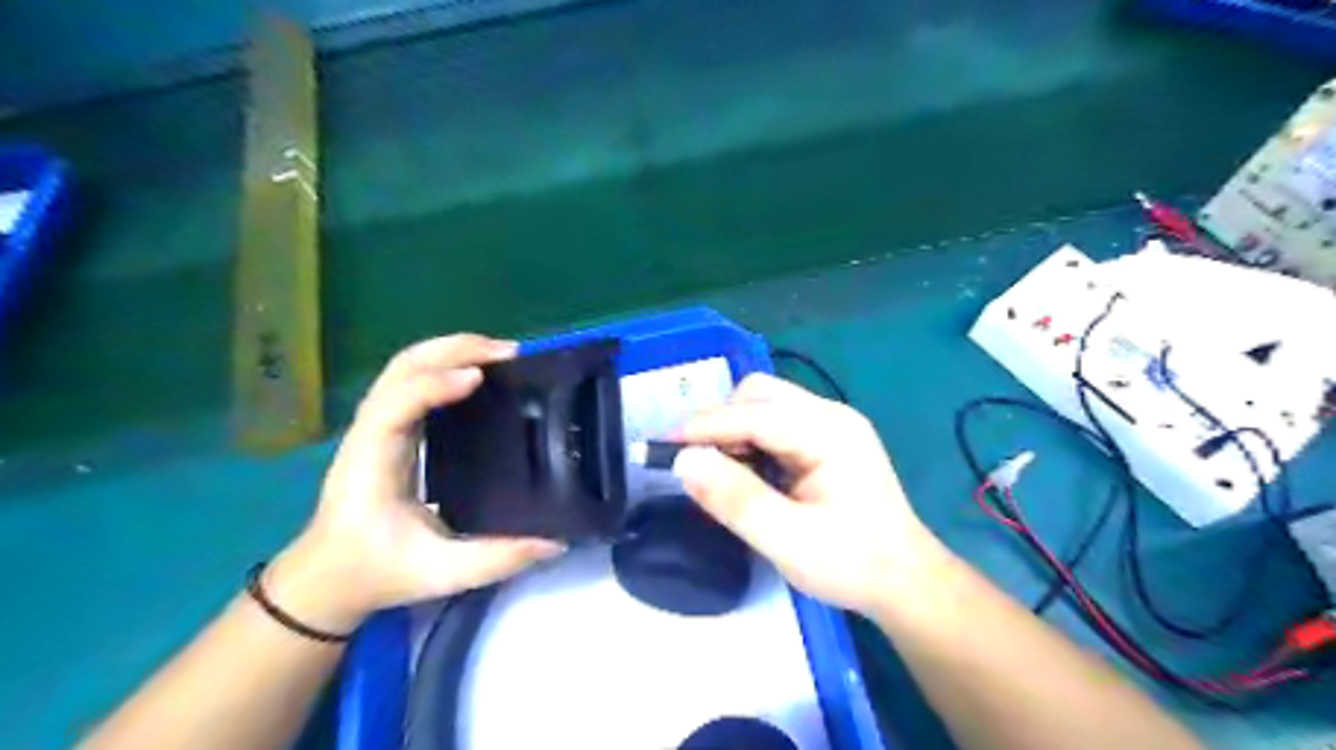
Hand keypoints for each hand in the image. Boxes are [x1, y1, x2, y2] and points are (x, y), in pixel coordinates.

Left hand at [268, 335, 560, 632]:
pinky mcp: (390, 429)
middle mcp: (371, 432)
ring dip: (453, 350)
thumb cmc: (375, 572)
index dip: (435, 384)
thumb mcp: (440, 573)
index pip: (396, 402)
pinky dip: (448, 365)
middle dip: (455, 348)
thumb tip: (555, 542)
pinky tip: (481, 373)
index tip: (480, 378)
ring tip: (502, 355)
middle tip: (509, 352)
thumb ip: (497, 559)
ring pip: (407, 366)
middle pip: (403, 366)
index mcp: (373, 461)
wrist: (328, 579)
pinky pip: (415, 380)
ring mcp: (378, 426)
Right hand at [680, 371, 947, 614]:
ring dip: (734, 432)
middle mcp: (830, 415)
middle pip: (759, 396)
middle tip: (698, 466)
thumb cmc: (852, 564)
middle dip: (721, 424)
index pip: (753, 413)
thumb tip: (684, 462)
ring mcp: (831, 425)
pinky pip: (776, 425)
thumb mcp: (788, 540)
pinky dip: (751, 443)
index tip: (661, 447)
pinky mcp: (827, 440)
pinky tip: (748, 475)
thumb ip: (735, 499)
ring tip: (721, 474)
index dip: (704, 427)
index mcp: (828, 431)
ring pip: (765, 407)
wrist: (905, 583)